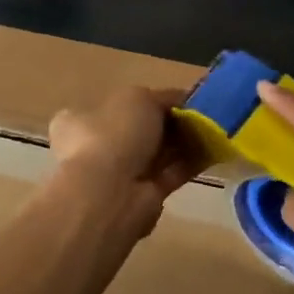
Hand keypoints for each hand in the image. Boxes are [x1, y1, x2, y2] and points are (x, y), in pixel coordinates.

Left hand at [48, 87, 198, 237]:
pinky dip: (191, 162)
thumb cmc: (114, 134)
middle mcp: (96, 148)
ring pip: (157, 153)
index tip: (176, 99)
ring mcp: (119, 175)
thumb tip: (180, 99)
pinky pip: (171, 173)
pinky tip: (214, 150)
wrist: (111, 193)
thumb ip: (161, 97)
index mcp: (79, 121)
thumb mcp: (138, 97)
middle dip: (168, 123)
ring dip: (183, 142)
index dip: (146, 101)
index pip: (113, 107)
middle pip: (140, 131)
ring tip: (213, 129)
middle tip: (200, 113)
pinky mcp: (144, 195)